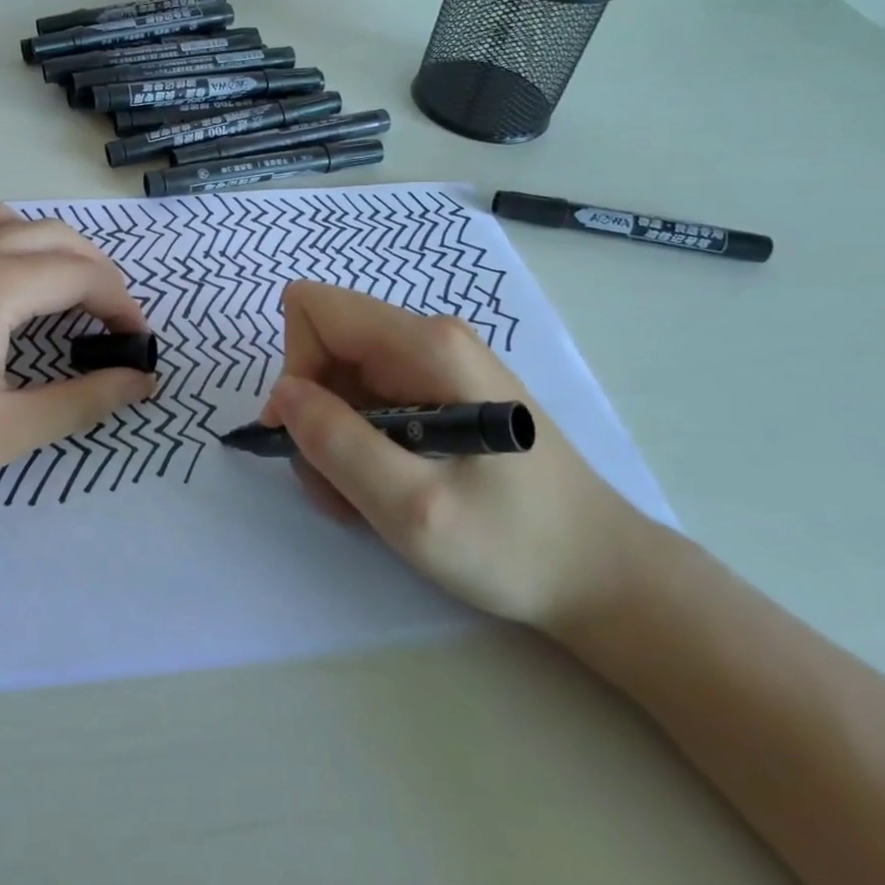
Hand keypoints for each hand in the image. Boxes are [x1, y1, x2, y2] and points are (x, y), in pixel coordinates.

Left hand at [0, 204, 156, 541]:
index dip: (120, 304)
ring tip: (65, 295)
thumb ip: (84, 399)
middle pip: (51, 236)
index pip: (79, 274)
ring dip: (50, 248)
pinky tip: (4, 290)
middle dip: (95, 270)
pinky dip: (6, 244)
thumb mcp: (6, 431)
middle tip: (112, 319)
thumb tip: (141, 380)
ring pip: (7, 221)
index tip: (136, 342)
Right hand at [262, 282, 653, 630]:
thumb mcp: (413, 508)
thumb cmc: (514, 545)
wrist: (600, 574)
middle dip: (314, 413)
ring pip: (340, 378)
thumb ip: (338, 444)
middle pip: (325, 344)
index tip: (304, 434)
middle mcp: (428, 338)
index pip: (316, 310)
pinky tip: (384, 489)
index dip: (295, 368)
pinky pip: (367, 400)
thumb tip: (284, 394)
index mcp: (426, 346)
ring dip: (333, 438)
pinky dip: (357, 444)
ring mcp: (436, 363)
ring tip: (364, 498)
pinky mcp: (439, 391)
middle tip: (338, 484)